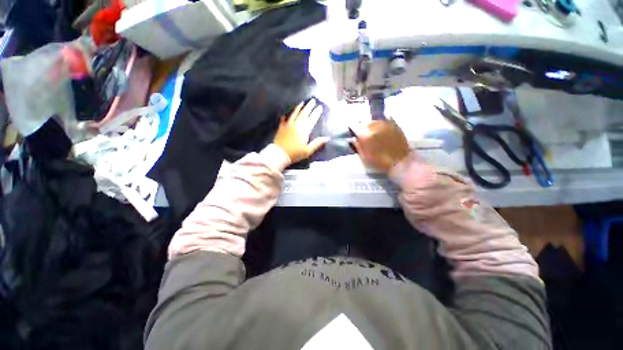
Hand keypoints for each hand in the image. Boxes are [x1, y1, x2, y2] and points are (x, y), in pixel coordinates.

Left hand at [274, 99, 329, 163]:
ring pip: (294, 114)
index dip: (316, 113)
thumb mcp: (308, 150)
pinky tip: (285, 114)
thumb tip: (327, 138)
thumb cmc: (295, 154)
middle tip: (313, 100)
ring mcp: (288, 125)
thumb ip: (317, 143)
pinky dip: (284, 116)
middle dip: (309, 107)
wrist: (280, 154)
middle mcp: (296, 125)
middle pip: (304, 114)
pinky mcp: (281, 128)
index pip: (312, 119)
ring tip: (302, 103)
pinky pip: (283, 120)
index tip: (319, 107)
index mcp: (304, 131)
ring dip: (298, 108)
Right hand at [351, 120, 410, 172]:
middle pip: (364, 122)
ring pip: (374, 121)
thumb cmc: (380, 162)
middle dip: (362, 128)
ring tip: (374, 133)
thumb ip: (357, 146)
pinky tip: (382, 130)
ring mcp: (385, 124)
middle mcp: (374, 126)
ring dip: (372, 126)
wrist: (400, 162)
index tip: (353, 133)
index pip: (354, 126)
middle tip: (364, 135)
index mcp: (365, 135)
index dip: (353, 130)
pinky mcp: (394, 124)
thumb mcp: (364, 157)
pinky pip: (384, 120)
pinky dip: (381, 124)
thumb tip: (353, 139)